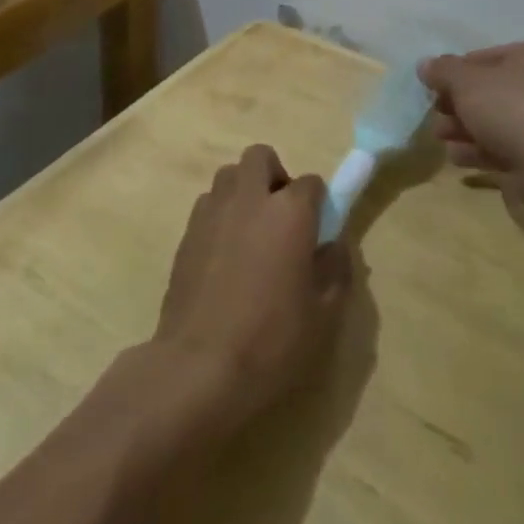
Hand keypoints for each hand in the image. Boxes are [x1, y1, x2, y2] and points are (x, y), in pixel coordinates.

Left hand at [152, 145, 350, 432]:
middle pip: (261, 157)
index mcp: (289, 212)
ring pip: (229, 176)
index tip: (318, 231)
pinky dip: (221, 215)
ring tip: (251, 234)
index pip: (311, 183)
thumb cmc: (271, 341)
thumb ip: (336, 269)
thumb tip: (334, 245)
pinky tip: (225, 255)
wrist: (199, 366)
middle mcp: (249, 198)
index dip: (318, 203)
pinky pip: (209, 204)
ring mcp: (213, 211)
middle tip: (281, 218)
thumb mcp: (323, 315)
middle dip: (274, 176)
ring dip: (244, 191)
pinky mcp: (187, 231)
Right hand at [419, 41, 523, 202]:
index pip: (482, 58)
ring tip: (441, 138)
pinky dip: (478, 150)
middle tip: (436, 114)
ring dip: (463, 129)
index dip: (453, 72)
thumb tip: (425, 65)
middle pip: (487, 91)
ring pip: (493, 121)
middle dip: (457, 104)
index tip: (433, 88)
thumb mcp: (465, 81)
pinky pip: (503, 147)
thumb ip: (442, 71)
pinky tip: (457, 157)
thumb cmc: (510, 108)